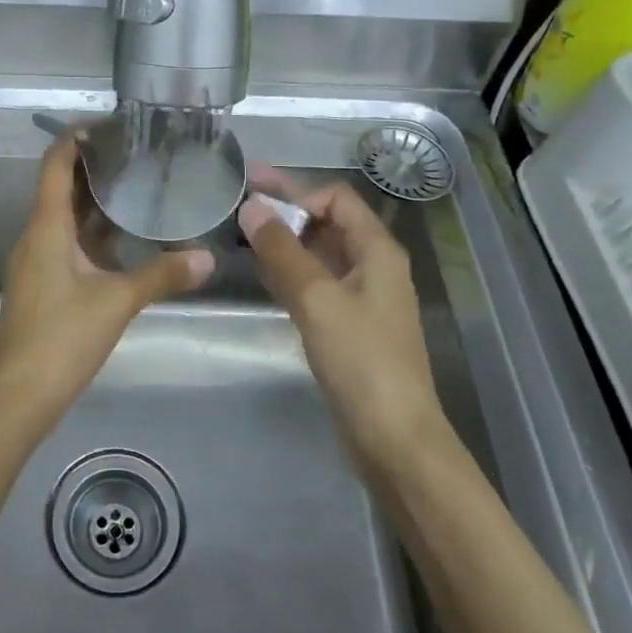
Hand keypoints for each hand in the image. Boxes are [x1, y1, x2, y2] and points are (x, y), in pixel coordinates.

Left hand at [0, 134, 213, 434]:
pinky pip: (69, 243)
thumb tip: (207, 258)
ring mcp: (38, 262)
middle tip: (138, 153)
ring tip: (138, 186)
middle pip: (61, 188)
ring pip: (66, 218)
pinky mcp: (44, 284)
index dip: (75, 139)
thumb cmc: (61, 338)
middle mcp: (37, 237)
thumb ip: (162, 276)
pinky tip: (126, 237)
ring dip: (96, 201)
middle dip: (95, 167)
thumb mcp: (117, 302)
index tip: (110, 125)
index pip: (55, 165)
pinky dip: (95, 232)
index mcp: (46, 228)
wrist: (19, 396)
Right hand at [238, 172, 453, 470]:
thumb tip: (252, 207)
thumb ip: (283, 251)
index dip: (298, 195)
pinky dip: (290, 273)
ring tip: (241, 236)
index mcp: (377, 250)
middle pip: (327, 223)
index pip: (336, 198)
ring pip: (318, 255)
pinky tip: (263, 275)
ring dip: (284, 242)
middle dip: (285, 211)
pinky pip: (316, 284)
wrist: (393, 437)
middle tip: (238, 201)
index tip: (258, 210)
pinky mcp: (348, 326)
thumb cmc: (361, 361)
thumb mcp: (318, 299)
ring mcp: (361, 298)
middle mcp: (373, 266)